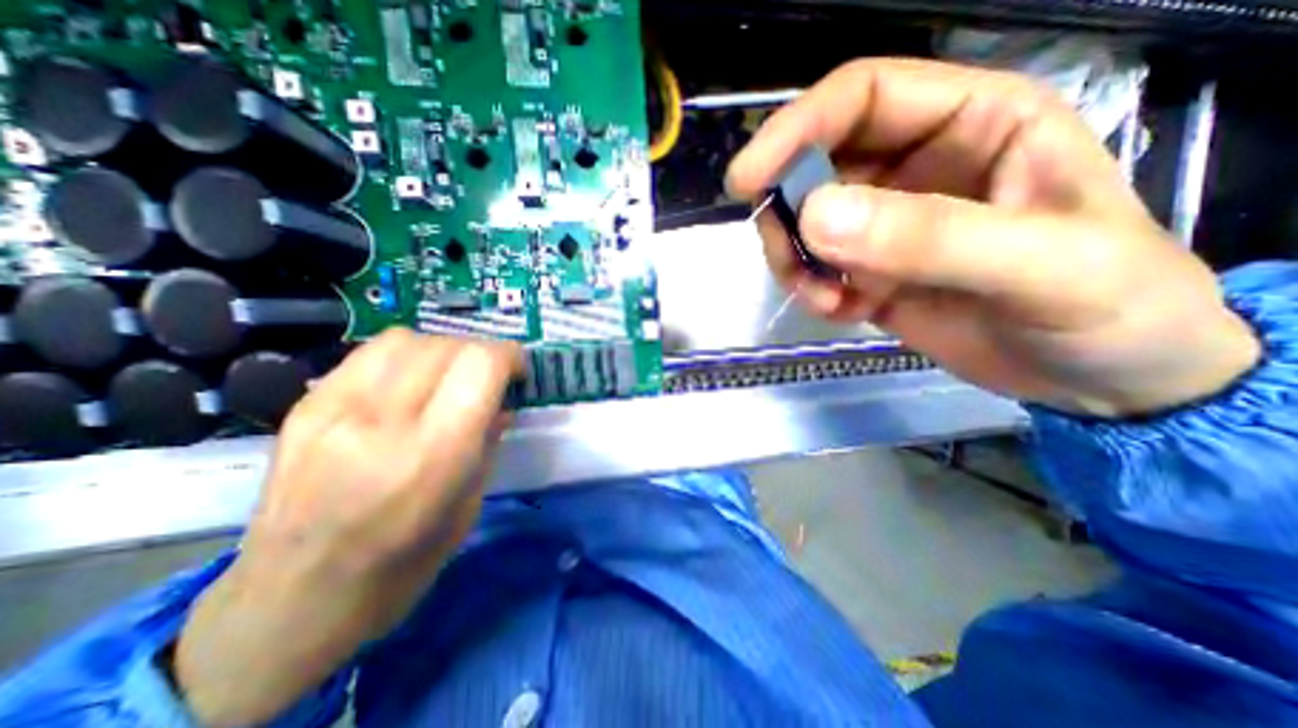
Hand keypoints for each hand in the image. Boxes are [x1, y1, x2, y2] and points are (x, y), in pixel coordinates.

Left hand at [174, 329, 519, 727]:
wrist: (290, 604)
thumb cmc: (403, 565)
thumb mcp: (469, 505)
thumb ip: (488, 442)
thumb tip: (502, 402)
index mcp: (433, 455)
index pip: (480, 365)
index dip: (509, 356)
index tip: (518, 371)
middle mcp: (382, 422)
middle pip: (448, 346)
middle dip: (482, 354)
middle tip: (489, 378)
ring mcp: (334, 409)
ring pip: (409, 339)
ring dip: (444, 350)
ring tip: (449, 376)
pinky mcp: (305, 407)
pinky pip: (370, 353)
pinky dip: (406, 356)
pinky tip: (409, 382)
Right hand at [728, 57, 1256, 414]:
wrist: (1102, 378)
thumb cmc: (1110, 308)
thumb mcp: (1039, 265)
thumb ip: (928, 236)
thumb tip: (814, 217)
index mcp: (970, 123)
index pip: (859, 98)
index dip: (794, 129)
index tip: (745, 180)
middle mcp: (915, 167)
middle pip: (814, 166)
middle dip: (787, 213)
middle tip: (789, 260)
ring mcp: (885, 226)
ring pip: (804, 224)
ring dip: (795, 261)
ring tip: (824, 299)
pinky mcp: (869, 273)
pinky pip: (815, 269)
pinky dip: (812, 291)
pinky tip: (842, 312)